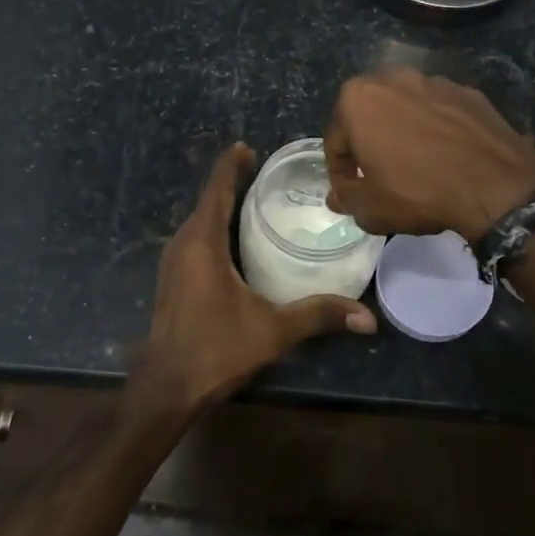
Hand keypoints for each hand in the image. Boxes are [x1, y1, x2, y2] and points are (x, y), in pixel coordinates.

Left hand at [130, 143, 375, 426]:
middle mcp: (182, 246)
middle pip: (207, 203)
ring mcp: (172, 264)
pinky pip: (193, 239)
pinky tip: (231, 240)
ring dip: (220, 206)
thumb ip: (318, 316)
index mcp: (202, 245)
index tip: (245, 146)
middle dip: (230, 183)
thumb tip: (368, 318)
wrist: (166, 389)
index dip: (230, 167)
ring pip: (198, 223)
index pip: (216, 192)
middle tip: (262, 171)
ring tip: (250, 197)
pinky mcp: (170, 280)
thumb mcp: (272, 330)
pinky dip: (212, 228)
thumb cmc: (216, 350)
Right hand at [324, 68, 534, 242]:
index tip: (350, 192)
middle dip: (370, 143)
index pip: (336, 139)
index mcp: (357, 98)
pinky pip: (441, 113)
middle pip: (370, 116)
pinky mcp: (469, 92)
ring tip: (416, 166)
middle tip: (379, 176)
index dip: (340, 171)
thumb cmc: (418, 191)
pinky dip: (437, 130)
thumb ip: (346, 197)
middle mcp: (393, 78)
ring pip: (406, 110)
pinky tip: (447, 157)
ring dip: (404, 132)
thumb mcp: (369, 208)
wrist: (495, 185)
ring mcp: (435, 81)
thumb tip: (339, 195)